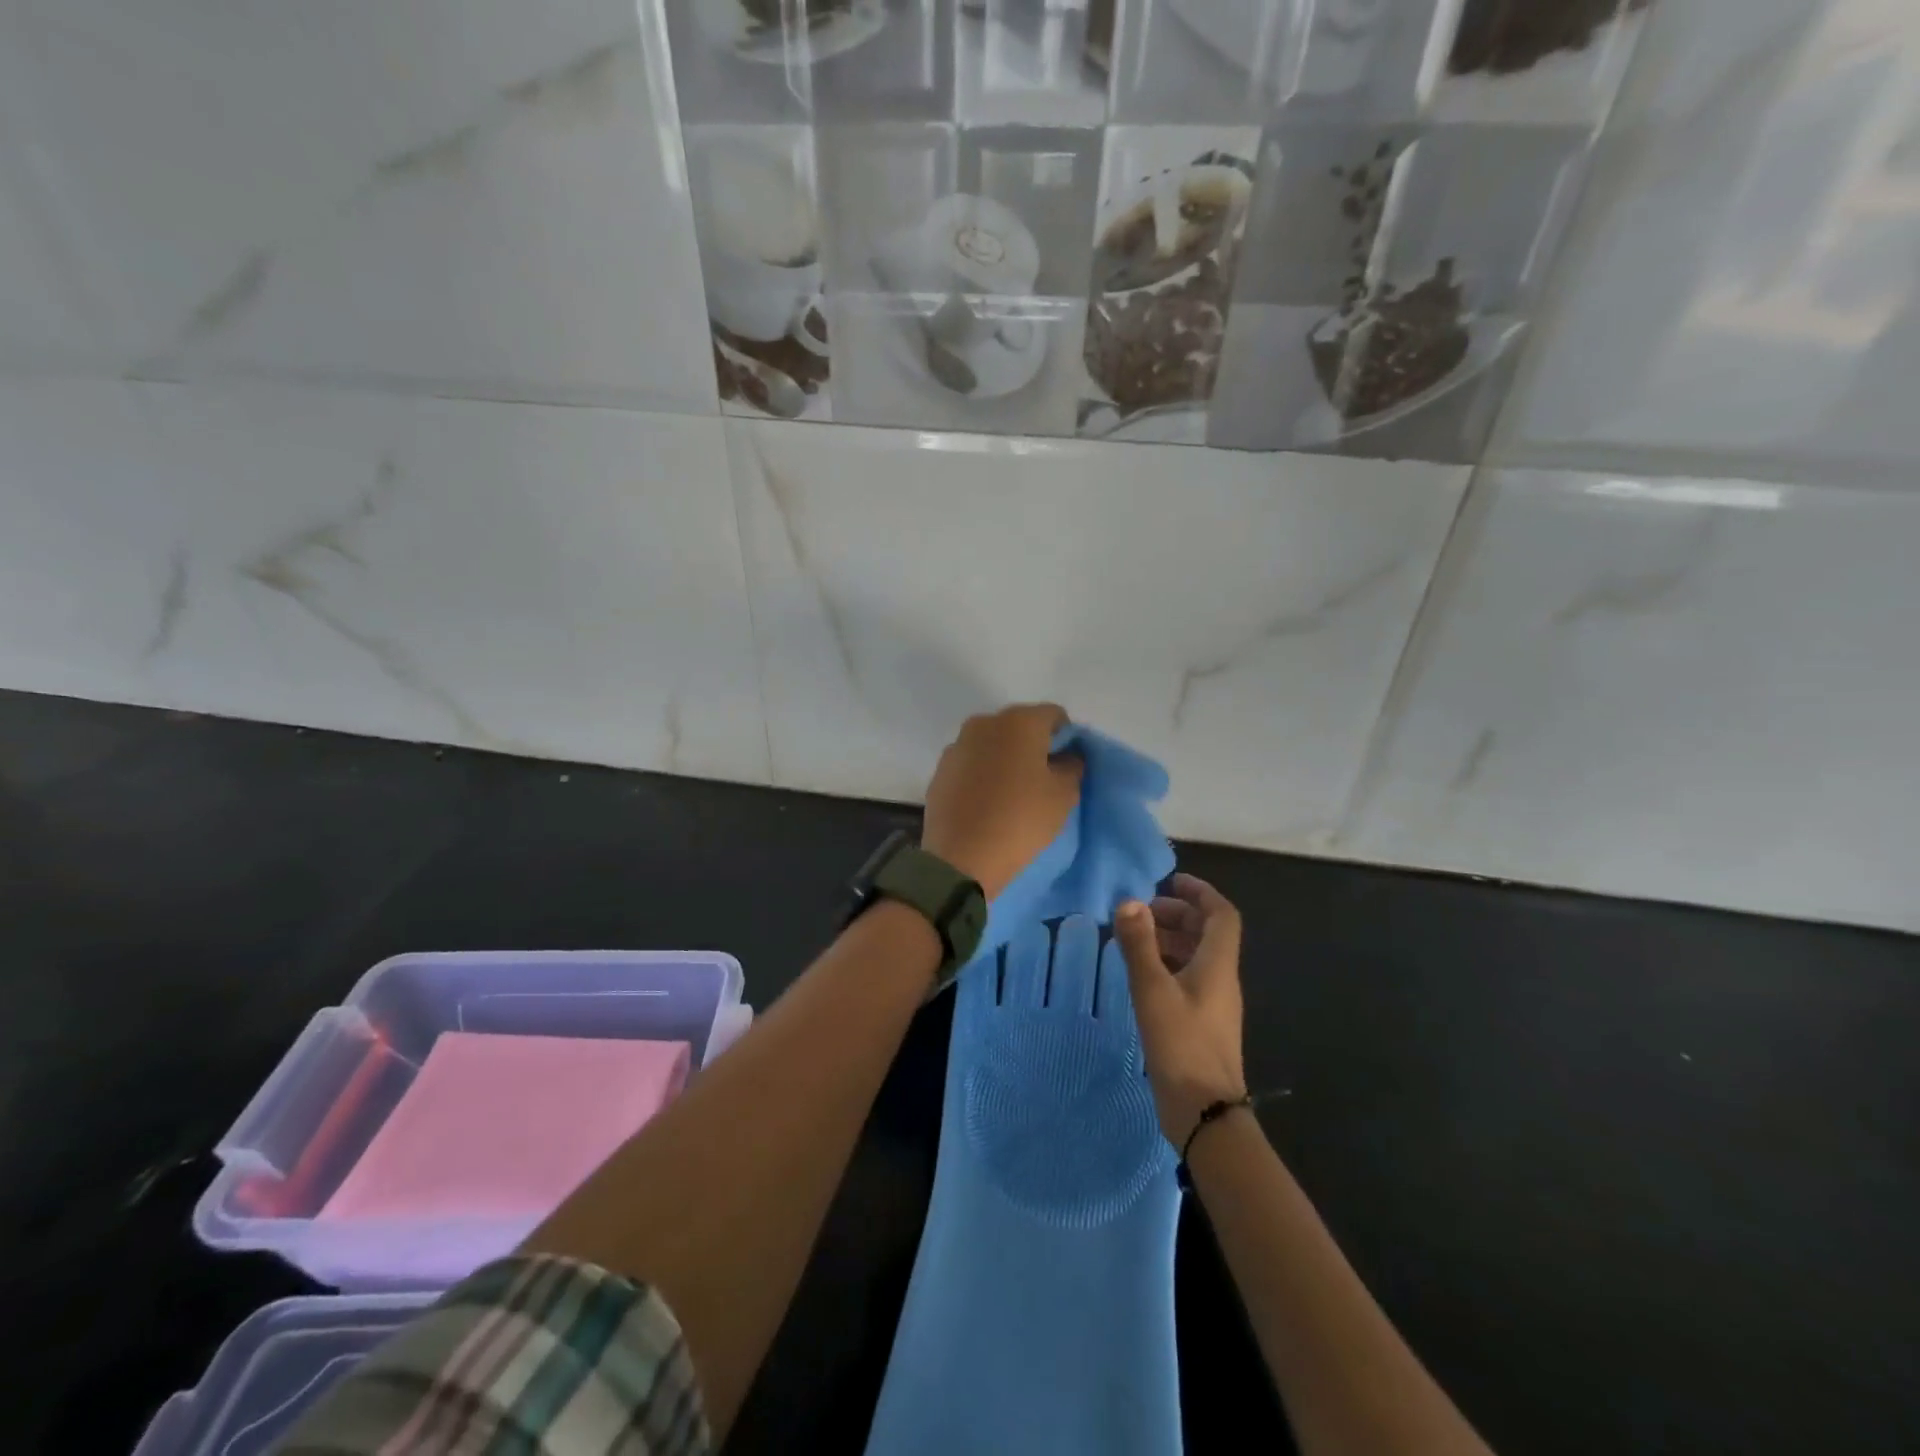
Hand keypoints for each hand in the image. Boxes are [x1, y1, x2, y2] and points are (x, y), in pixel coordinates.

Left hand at [922, 704, 1082, 900]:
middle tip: (1042, 779)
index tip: (1067, 765)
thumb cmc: (1021, 820)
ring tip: (1012, 794)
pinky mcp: (940, 771)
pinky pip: (971, 764)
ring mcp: (957, 746)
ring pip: (992, 744)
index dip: (1066, 737)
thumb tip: (1066, 756)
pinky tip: (986, 803)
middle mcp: (984, 723)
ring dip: (1005, 759)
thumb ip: (1071, 766)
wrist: (961, 857)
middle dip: (1033, 746)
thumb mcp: (1063, 795)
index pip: (1054, 715)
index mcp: (1018, 721)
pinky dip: (982, 775)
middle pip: (1019, 726)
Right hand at [1114, 874, 1248, 1146]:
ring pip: (1196, 956)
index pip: (1221, 914)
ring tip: (1134, 938)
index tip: (1170, 880)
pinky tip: (1141, 975)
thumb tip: (1129, 902)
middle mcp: (1221, 979)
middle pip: (1207, 933)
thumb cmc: (1181, 1045)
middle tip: (1141, 912)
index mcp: (1217, 965)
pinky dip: (1167, 965)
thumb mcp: (1153, 990)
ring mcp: (1213, 1004)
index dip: (1199, 892)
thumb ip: (1139, 944)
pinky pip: (1188, 979)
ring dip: (1170, 939)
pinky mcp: (1202, 1024)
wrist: (1205, 1113)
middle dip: (1177, 914)